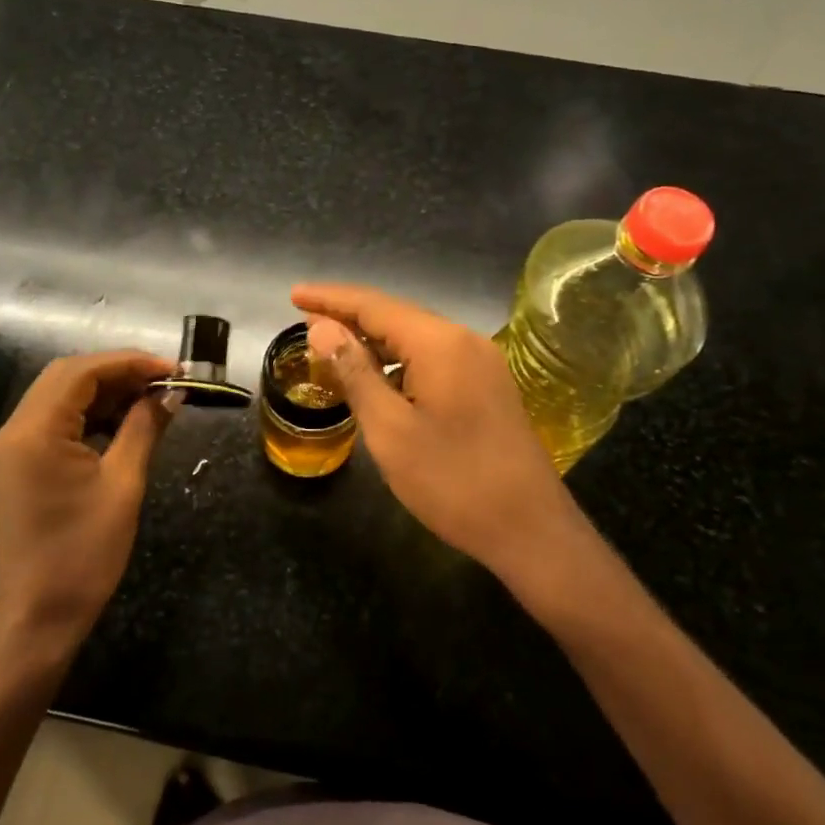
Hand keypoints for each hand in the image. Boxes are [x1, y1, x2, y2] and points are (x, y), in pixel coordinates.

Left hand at [0, 350, 173, 662]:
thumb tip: (171, 393)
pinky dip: (91, 414)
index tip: (173, 369)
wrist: (37, 620)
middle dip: (118, 372)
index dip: (130, 362)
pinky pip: (56, 422)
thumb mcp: (123, 485)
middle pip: (67, 377)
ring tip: (152, 398)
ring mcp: (14, 448)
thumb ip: (145, 428)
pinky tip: (125, 422)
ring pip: (61, 397)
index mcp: (35, 431)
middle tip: (164, 381)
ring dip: (105, 392)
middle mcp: (16, 430)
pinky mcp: (20, 465)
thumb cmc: (83, 554)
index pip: (82, 371)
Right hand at [294, 283, 598, 587]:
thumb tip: (322, 328)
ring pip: (416, 338)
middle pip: (396, 315)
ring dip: (373, 340)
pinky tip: (377, 377)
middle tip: (304, 320)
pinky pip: (434, 359)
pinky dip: (398, 361)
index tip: (292, 294)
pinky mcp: (488, 387)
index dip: (330, 299)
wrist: (531, 530)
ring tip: (331, 346)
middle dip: (349, 316)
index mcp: (440, 344)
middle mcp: (464, 341)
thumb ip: (354, 373)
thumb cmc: (453, 482)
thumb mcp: (390, 430)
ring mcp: (482, 363)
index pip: (374, 305)